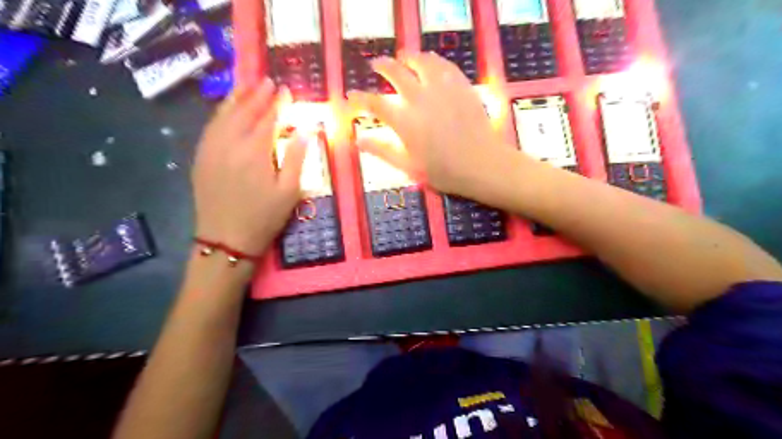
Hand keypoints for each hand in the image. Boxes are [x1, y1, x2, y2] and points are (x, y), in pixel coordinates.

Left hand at [190, 78, 306, 255]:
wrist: (226, 240)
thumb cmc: (264, 217)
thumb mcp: (290, 190)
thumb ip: (298, 156)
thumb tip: (307, 128)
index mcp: (255, 152)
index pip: (268, 119)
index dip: (278, 104)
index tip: (286, 91)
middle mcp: (230, 144)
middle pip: (244, 111)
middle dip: (257, 94)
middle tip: (267, 81)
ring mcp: (211, 149)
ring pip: (224, 115)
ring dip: (236, 98)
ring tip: (247, 85)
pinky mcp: (201, 157)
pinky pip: (210, 127)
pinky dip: (220, 113)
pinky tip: (227, 109)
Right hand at [347, 52, 517, 198]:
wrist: (482, 164)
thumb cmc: (443, 171)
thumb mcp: (408, 166)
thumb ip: (382, 151)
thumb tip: (358, 141)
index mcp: (404, 121)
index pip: (375, 104)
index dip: (360, 99)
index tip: (352, 96)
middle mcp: (420, 99)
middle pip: (396, 73)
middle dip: (383, 66)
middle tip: (377, 64)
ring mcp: (442, 90)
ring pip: (422, 62)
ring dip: (409, 57)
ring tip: (404, 57)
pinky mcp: (461, 87)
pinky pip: (445, 65)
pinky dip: (434, 60)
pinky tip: (432, 60)